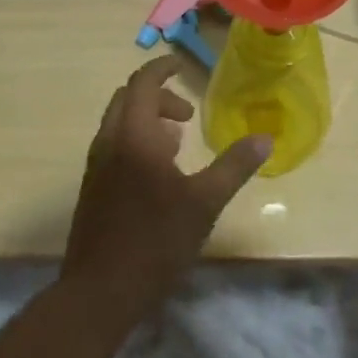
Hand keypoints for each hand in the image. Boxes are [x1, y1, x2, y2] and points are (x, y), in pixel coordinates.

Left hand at [62, 57, 269, 324]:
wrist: (99, 291)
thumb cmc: (155, 241)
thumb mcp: (204, 203)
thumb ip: (234, 166)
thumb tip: (265, 139)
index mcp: (135, 134)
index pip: (144, 82)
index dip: (162, 68)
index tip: (182, 65)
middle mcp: (110, 140)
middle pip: (128, 98)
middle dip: (158, 96)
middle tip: (187, 115)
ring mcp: (96, 165)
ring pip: (119, 122)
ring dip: (147, 119)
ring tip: (177, 144)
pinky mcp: (92, 187)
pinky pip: (114, 144)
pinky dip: (135, 140)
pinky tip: (158, 175)